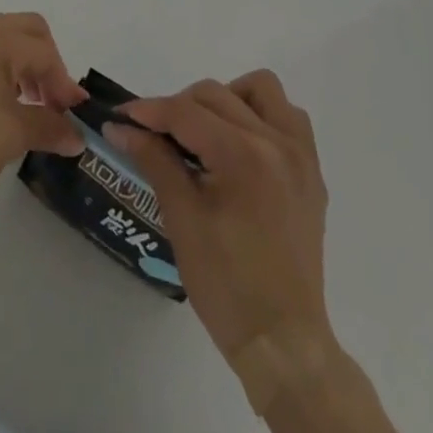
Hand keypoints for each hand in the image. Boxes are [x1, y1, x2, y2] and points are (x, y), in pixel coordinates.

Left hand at [0, 14, 86, 209]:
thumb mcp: (12, 136)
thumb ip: (49, 127)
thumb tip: (77, 135)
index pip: (44, 51)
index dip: (64, 84)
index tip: (72, 118)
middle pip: (24, 31)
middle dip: (45, 63)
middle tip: (50, 103)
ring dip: (19, 66)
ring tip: (24, 108)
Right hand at [108, 74, 340, 403]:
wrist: (283, 341)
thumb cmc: (226, 285)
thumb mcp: (181, 218)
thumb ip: (154, 159)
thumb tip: (120, 127)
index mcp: (243, 156)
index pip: (186, 112)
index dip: (149, 111)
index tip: (121, 118)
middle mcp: (276, 143)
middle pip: (215, 95)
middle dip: (178, 107)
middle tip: (155, 136)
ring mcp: (300, 155)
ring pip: (260, 90)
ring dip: (226, 99)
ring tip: (205, 133)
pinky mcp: (311, 171)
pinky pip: (288, 117)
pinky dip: (260, 116)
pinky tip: (239, 146)